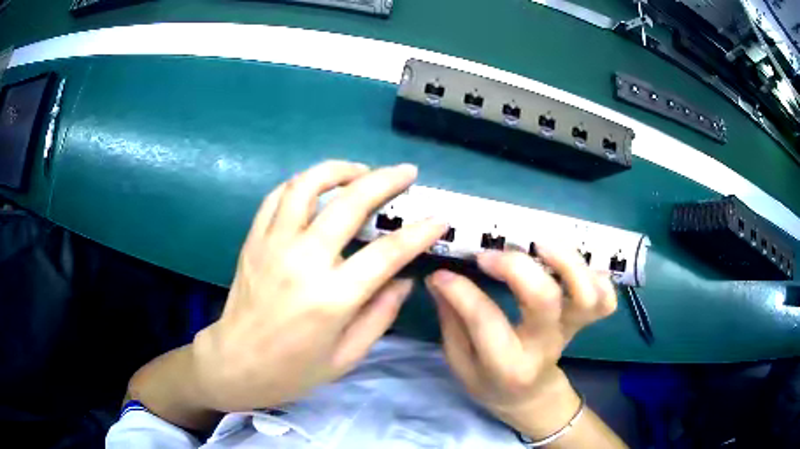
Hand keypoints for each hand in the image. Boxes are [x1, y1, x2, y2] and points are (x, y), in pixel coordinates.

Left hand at [190, 160, 446, 412]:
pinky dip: (302, 183)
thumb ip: (380, 314)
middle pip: (349, 203)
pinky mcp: (254, 239)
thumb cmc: (293, 369)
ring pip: (307, 186)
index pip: (387, 253)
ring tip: (361, 171)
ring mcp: (273, 245)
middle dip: (385, 180)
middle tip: (406, 172)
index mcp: (332, 298)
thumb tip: (404, 278)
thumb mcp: (347, 356)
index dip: (419, 232)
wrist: (235, 363)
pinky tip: (318, 187)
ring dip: (339, 169)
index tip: (438, 219)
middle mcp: (302, 261)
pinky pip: (277, 196)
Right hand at [426, 246, 616, 438]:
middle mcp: (544, 346)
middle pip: (544, 299)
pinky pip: (606, 299)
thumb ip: (452, 321)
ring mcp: (570, 331)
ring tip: (539, 244)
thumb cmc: (491, 383)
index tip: (441, 273)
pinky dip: (598, 276)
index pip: (486, 320)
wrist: (531, 397)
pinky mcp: (585, 322)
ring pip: (586, 294)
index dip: (461, 290)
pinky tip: (572, 264)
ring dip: (567, 261)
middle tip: (490, 255)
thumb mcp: (460, 363)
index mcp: (507, 365)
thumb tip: (440, 278)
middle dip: (516, 266)